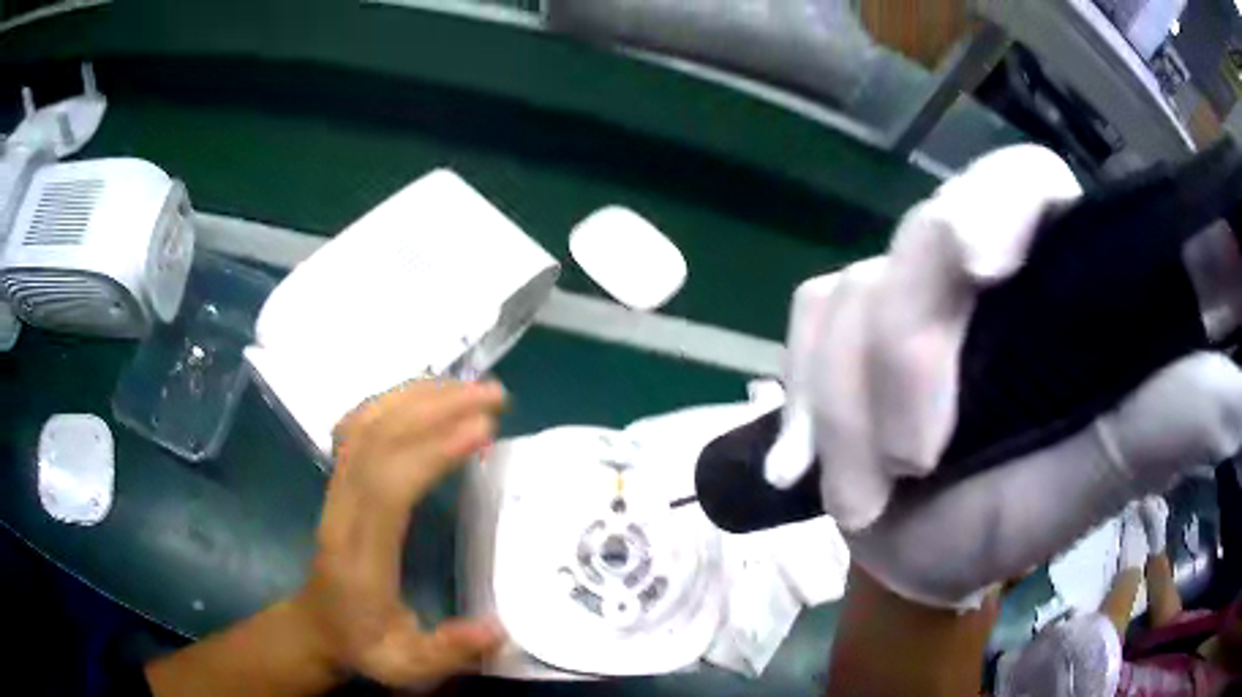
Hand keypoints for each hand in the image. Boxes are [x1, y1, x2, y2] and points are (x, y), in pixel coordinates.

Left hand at [298, 379, 507, 687]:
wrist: (315, 628)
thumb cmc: (363, 646)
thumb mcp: (407, 668)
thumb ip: (446, 652)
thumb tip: (495, 627)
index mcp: (358, 555)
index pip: (387, 486)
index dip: (432, 450)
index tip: (484, 429)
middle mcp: (342, 511)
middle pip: (376, 439)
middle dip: (436, 407)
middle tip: (494, 396)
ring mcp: (336, 490)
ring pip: (365, 423)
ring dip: (417, 396)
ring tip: (469, 386)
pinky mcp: (340, 482)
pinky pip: (358, 426)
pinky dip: (393, 401)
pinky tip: (425, 398)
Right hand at [771, 145, 1241, 608]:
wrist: (923, 557)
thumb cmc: (1013, 521)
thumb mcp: (1094, 481)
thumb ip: (1160, 428)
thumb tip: (1231, 389)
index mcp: (1047, 281)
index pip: (1023, 181)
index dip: (1001, 201)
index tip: (983, 262)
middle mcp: (970, 267)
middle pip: (920, 240)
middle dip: (907, 349)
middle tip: (914, 458)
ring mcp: (896, 289)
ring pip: (848, 297)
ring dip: (847, 410)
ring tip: (865, 503)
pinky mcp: (838, 323)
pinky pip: (805, 325)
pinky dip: (803, 397)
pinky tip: (804, 462)